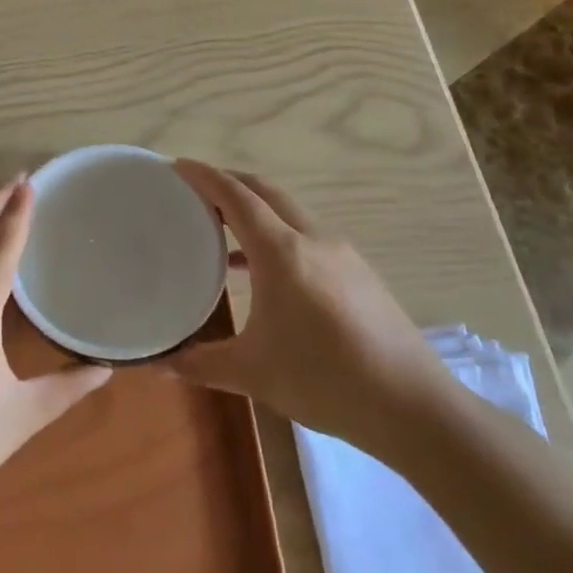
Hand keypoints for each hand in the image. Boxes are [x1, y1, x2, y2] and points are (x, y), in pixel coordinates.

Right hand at [166, 160, 459, 463]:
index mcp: (282, 252)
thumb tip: (160, 363)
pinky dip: (277, 232)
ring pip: (289, 210)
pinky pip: (307, 233)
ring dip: (255, 207)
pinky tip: (264, 269)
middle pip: (265, 191)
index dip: (205, 177)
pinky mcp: (358, 271)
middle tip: (195, 190)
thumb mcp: (253, 373)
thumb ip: (201, 363)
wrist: (413, 407)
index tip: (178, 165)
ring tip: (223, 225)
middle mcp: (312, 238)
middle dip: (229, 182)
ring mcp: (341, 252)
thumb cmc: (325, 380)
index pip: (236, 196)